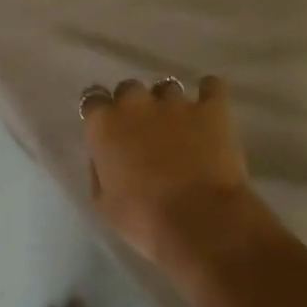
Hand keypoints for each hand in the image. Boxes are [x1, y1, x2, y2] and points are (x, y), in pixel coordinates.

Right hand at [81, 75, 263, 267]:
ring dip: (169, 104)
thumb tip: (106, 155)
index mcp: (105, 125)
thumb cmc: (144, 219)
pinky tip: (210, 110)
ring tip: (181, 127)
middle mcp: (137, 103)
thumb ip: (100, 169)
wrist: (199, 220)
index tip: (109, 129)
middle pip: (130, 89)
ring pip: (167, 88)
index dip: (102, 113)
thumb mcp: (104, 203)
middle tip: (145, 132)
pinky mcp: (212, 107)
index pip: (93, 99)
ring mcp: (176, 102)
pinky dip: (210, 93)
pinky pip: (211, 86)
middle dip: (134, 106)